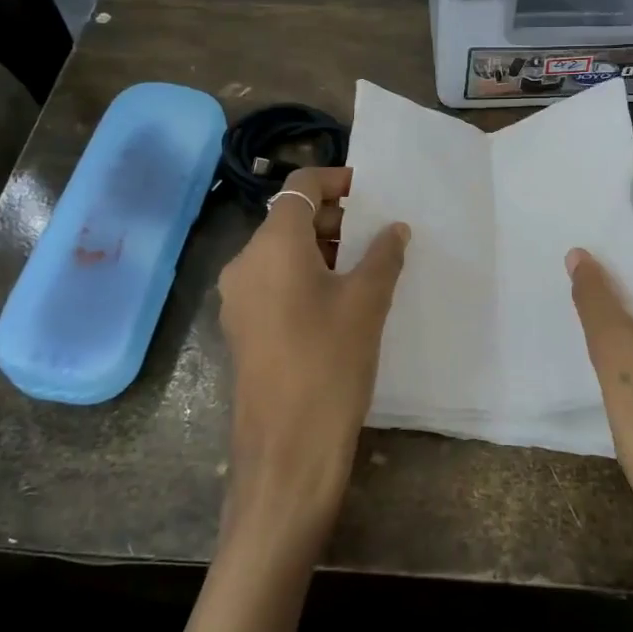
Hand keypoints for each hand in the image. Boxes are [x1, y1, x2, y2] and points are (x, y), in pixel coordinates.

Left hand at [216, 167, 408, 545]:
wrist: (287, 451)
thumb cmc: (331, 364)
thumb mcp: (367, 303)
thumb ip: (383, 255)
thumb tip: (394, 228)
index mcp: (272, 245)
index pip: (300, 187)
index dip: (336, 180)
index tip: (371, 193)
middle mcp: (245, 262)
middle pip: (289, 219)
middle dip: (334, 219)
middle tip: (377, 234)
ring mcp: (238, 298)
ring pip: (281, 252)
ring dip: (321, 249)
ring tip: (365, 267)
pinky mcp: (242, 327)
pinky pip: (274, 282)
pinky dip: (304, 276)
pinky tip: (339, 301)